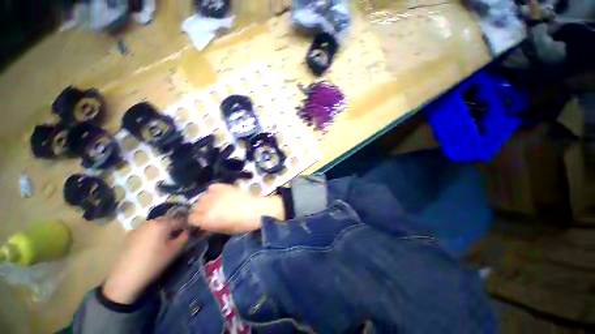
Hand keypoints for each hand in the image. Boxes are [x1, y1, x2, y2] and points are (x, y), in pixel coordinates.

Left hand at [102, 219, 187, 304]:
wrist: (125, 278)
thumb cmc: (153, 262)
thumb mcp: (174, 251)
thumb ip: (184, 237)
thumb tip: (188, 231)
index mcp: (161, 223)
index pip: (179, 220)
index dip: (186, 226)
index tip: (189, 234)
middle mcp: (149, 221)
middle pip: (166, 220)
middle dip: (174, 227)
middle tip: (177, 238)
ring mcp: (137, 228)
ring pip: (156, 225)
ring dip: (163, 231)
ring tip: (164, 242)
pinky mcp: (129, 235)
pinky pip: (146, 231)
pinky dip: (152, 235)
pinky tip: (151, 247)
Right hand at [189, 184, 284, 233]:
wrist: (258, 210)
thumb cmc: (243, 224)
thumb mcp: (225, 230)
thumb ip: (211, 226)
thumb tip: (203, 223)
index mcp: (209, 219)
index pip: (191, 218)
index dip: (195, 221)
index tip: (200, 221)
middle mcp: (209, 205)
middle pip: (195, 206)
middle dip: (200, 211)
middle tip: (208, 212)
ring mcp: (217, 194)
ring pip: (202, 196)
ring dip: (206, 201)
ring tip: (214, 203)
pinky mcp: (225, 187)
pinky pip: (212, 187)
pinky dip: (213, 191)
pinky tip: (219, 194)